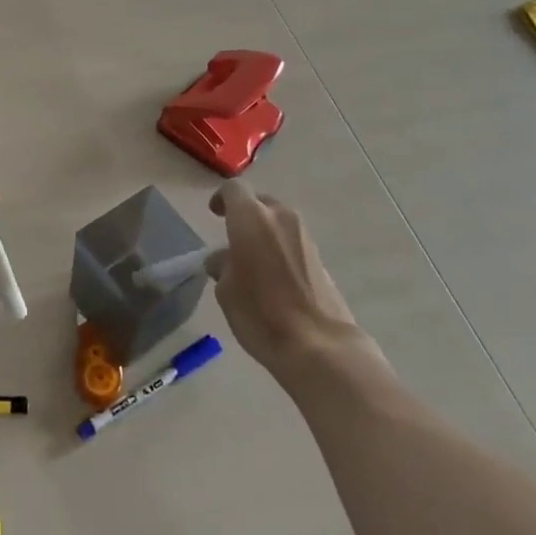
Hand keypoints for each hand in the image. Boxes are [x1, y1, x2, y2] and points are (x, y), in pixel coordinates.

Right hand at [208, 181, 374, 380]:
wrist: (320, 345)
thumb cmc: (261, 313)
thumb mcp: (226, 291)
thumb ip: (221, 266)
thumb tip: (223, 259)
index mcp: (251, 217)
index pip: (233, 189)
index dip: (221, 199)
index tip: (215, 216)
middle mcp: (280, 216)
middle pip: (259, 202)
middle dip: (245, 215)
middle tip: (234, 239)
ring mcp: (304, 235)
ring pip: (278, 221)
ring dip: (265, 232)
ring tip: (254, 261)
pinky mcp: (320, 256)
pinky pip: (293, 240)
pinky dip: (281, 248)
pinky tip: (275, 276)